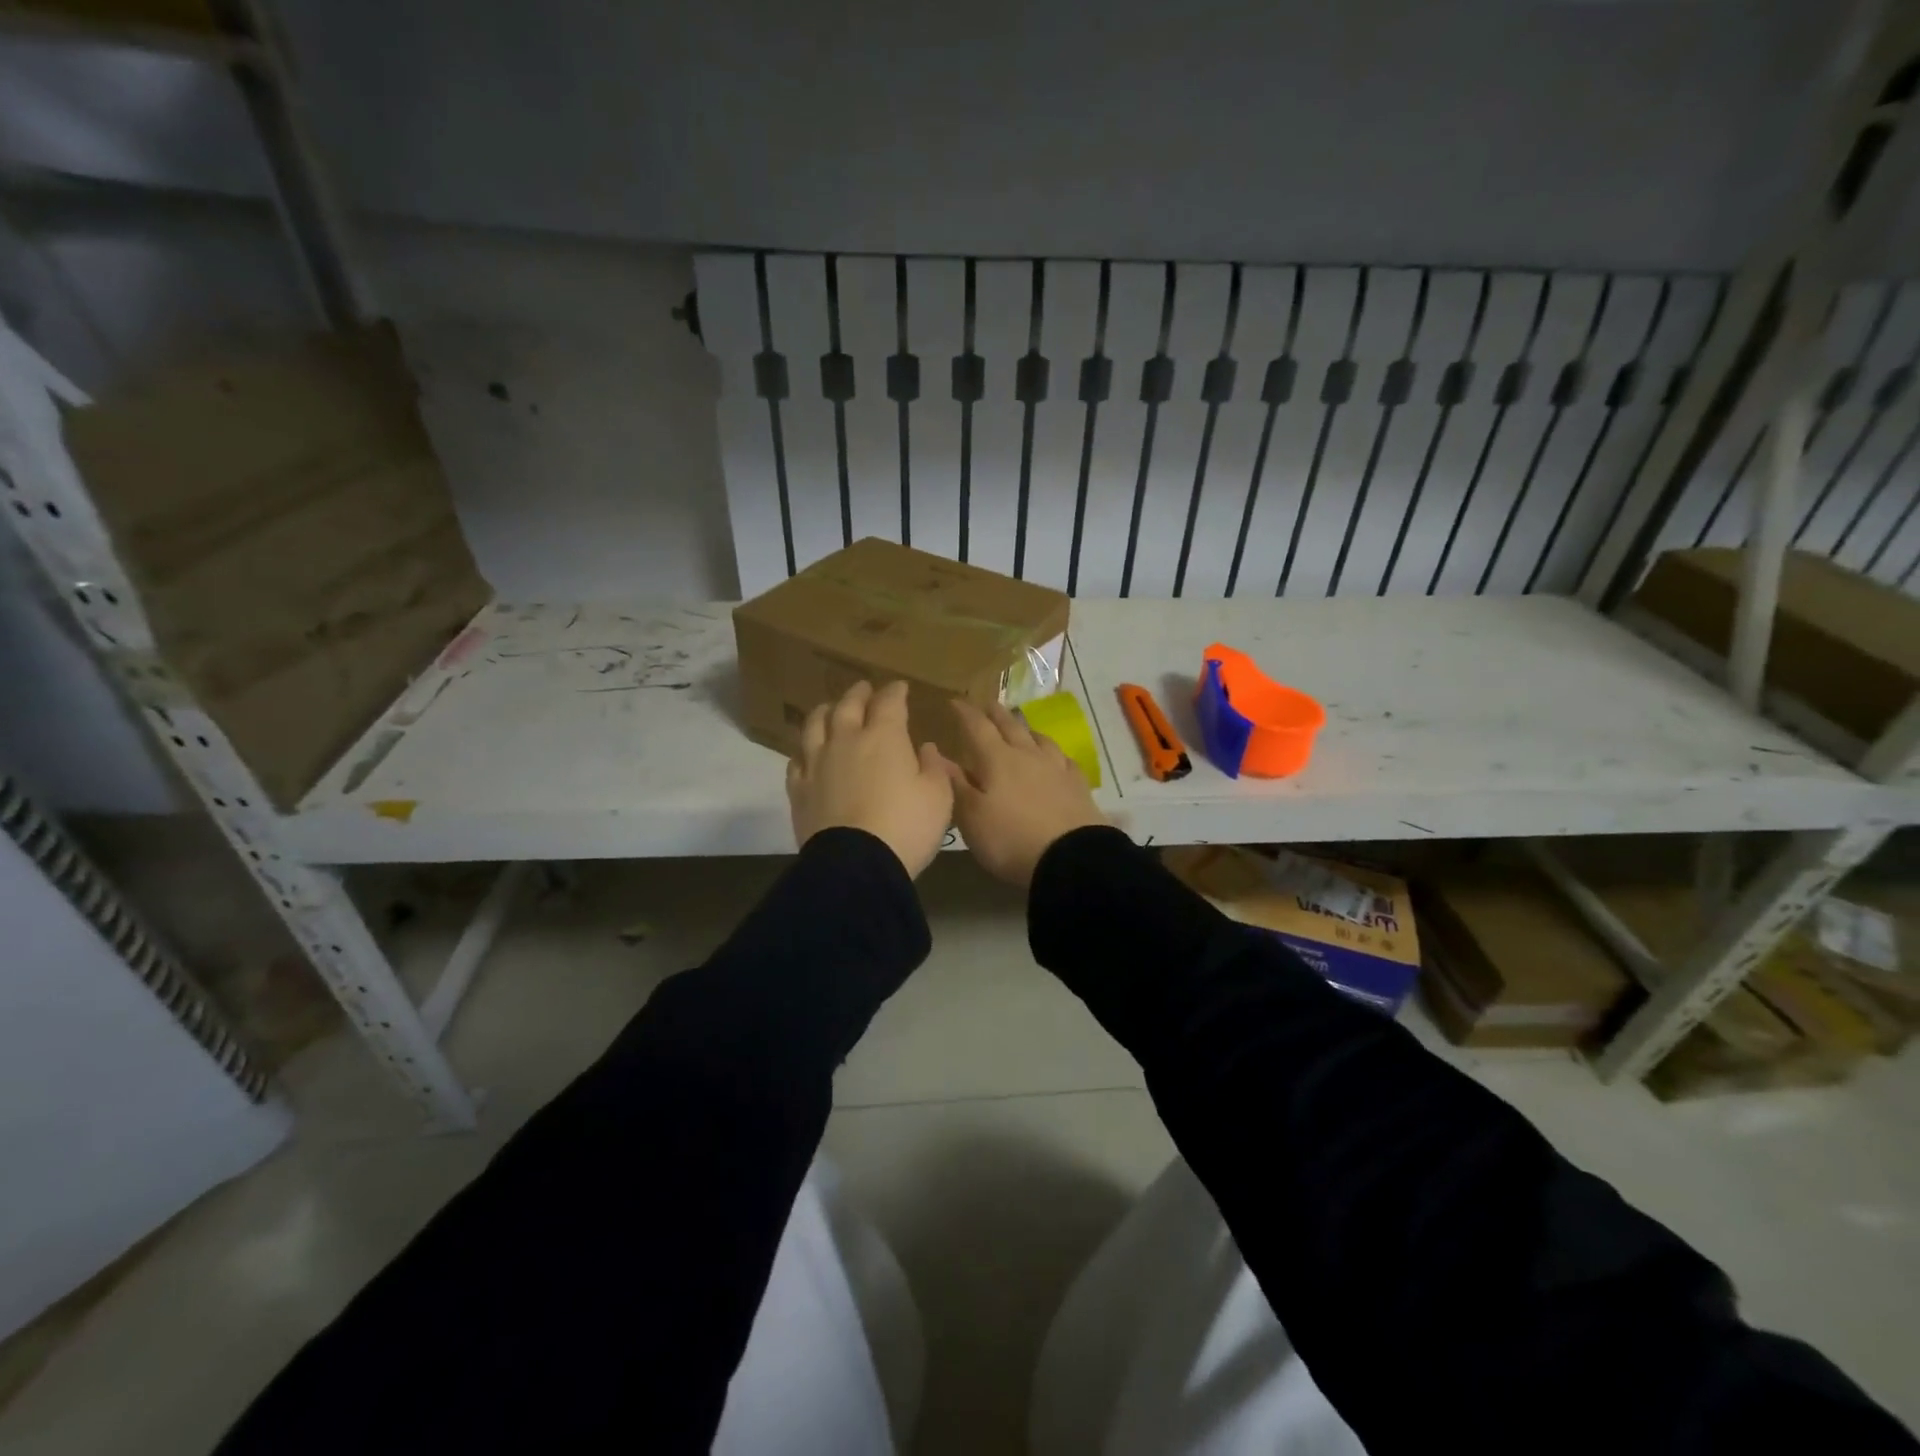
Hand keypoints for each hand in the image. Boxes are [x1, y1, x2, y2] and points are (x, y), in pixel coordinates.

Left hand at [787, 681, 954, 877]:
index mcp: (884, 738)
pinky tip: (806, 753)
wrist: (856, 865)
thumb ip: (933, 767)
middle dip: (858, 694)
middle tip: (864, 688)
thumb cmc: (906, 827)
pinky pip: (796, 761)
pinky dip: (803, 751)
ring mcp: (818, 764)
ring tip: (829, 708)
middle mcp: (846, 741)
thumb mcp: (938, 797)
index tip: (900, 687)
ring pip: (815, 726)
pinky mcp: (799, 790)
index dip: (895, 692)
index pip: (889, 703)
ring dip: (824, 712)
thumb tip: (925, 748)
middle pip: (848, 706)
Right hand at [945, 698, 1106, 887]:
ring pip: (1039, 739)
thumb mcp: (972, 816)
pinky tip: (1055, 757)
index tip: (955, 701)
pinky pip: (1064, 759)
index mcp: (997, 760)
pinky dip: (1054, 753)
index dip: (965, 712)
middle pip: (1010, 726)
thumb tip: (937, 754)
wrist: (1070, 858)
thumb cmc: (1010, 838)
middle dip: (996, 713)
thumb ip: (955, 783)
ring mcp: (1056, 768)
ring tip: (1020, 726)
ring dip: (1026, 729)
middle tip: (987, 704)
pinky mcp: (1078, 785)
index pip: (977, 727)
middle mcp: (1027, 755)